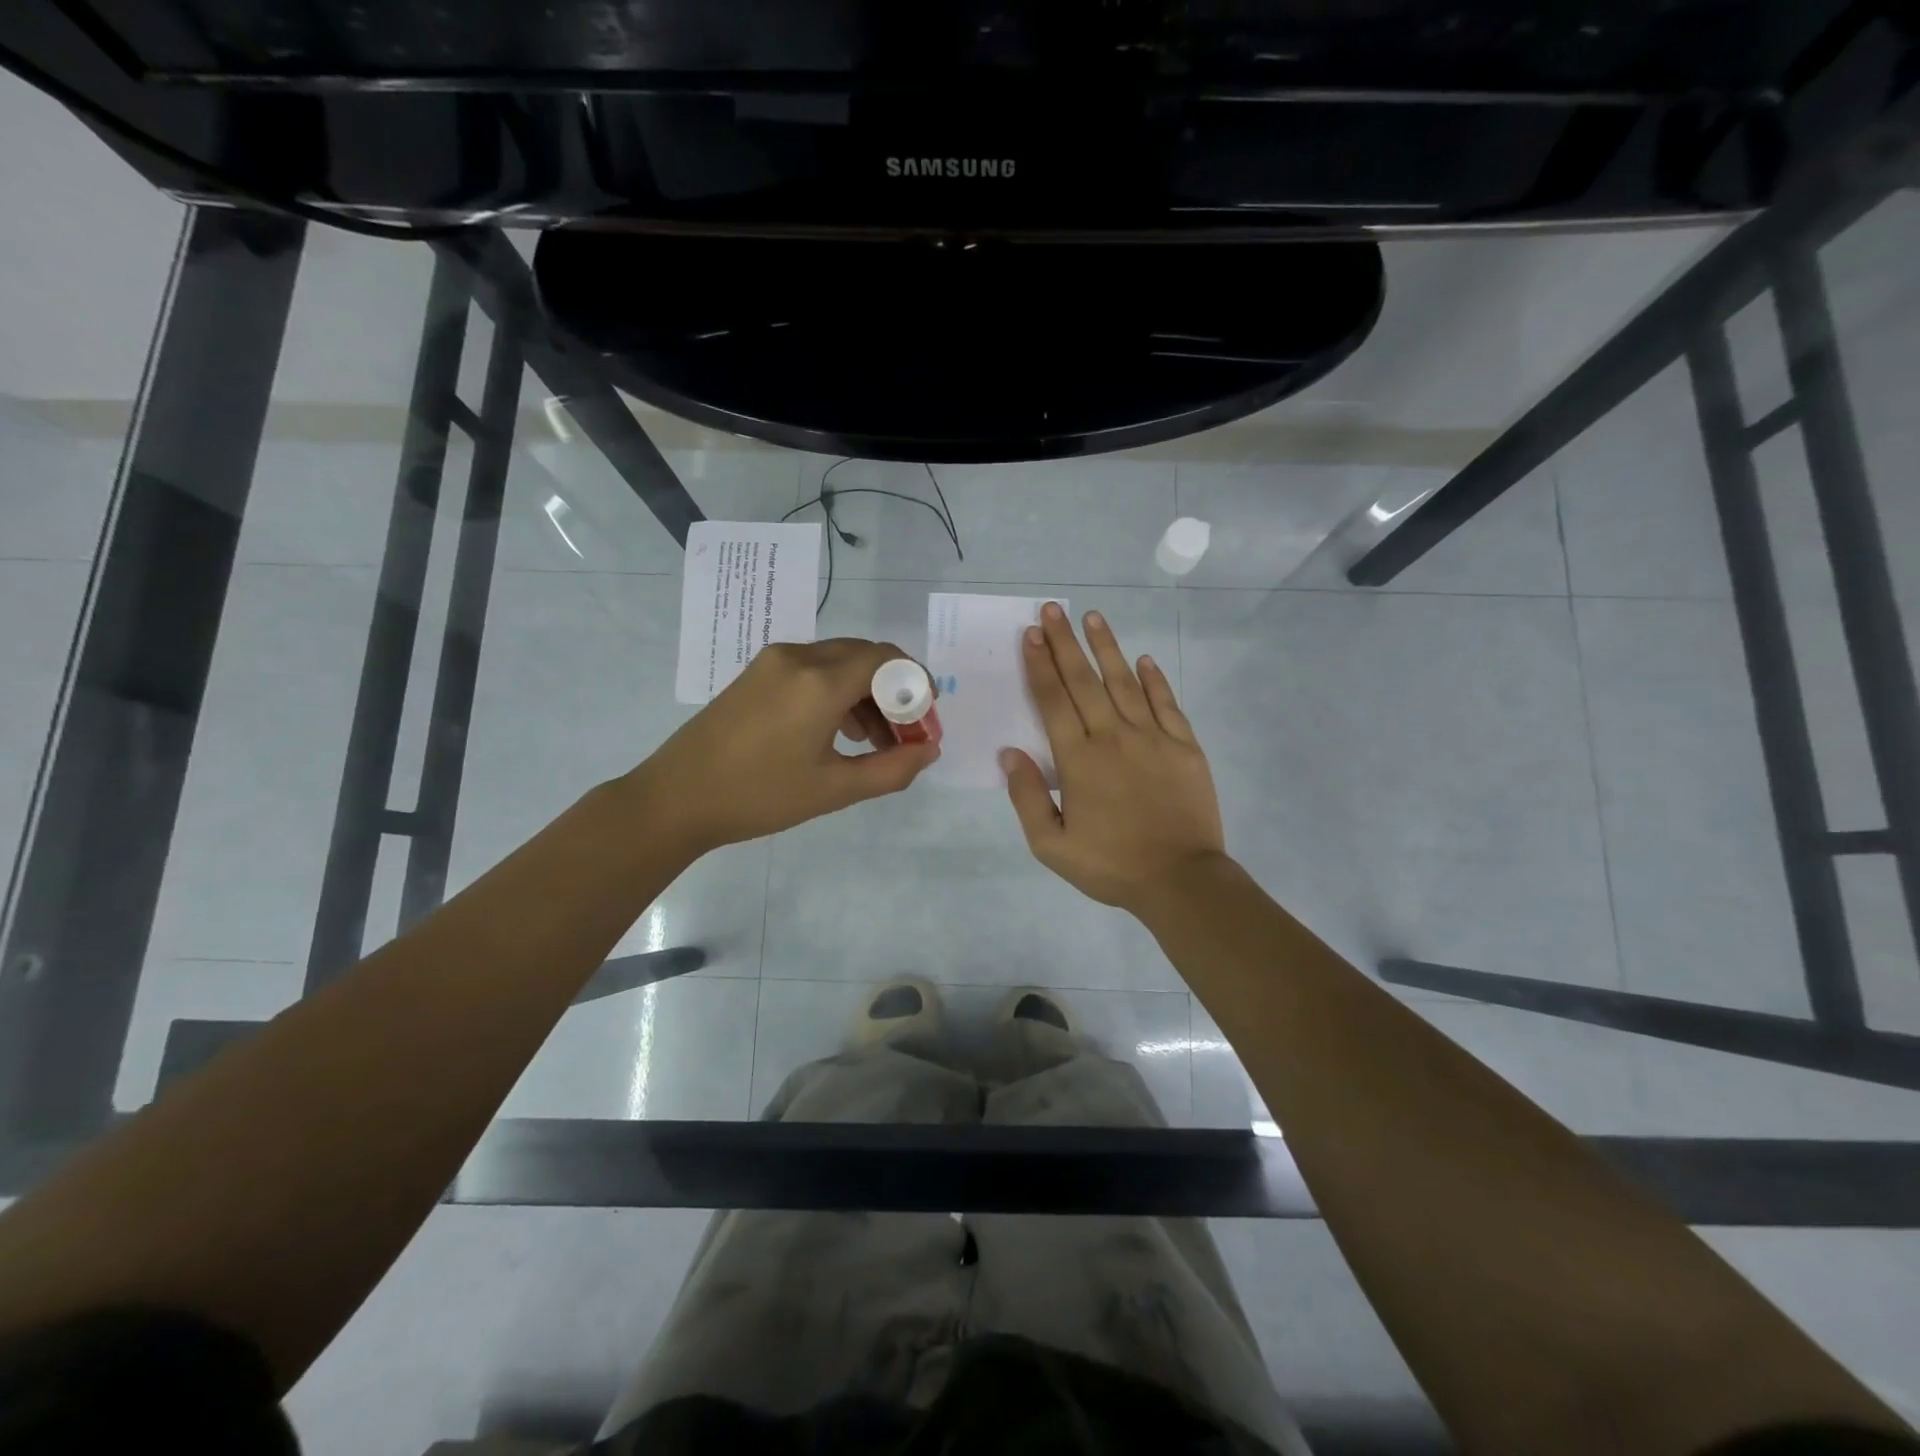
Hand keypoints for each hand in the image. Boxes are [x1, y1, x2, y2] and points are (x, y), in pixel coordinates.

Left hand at [633, 639, 940, 852]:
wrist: (676, 798)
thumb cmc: (760, 796)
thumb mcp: (834, 789)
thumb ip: (892, 769)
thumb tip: (929, 750)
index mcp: (820, 681)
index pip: (887, 659)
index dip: (916, 684)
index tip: (926, 719)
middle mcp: (799, 657)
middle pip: (866, 656)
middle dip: (894, 690)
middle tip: (905, 733)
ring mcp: (774, 661)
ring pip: (839, 661)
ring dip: (866, 693)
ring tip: (874, 741)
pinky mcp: (757, 673)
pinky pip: (813, 669)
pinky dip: (837, 691)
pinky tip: (838, 731)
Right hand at [1002, 603, 1225, 915]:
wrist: (1181, 879)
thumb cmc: (1111, 865)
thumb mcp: (1051, 845)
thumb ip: (1028, 797)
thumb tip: (1010, 753)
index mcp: (1079, 760)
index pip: (1053, 701)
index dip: (1040, 666)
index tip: (1030, 634)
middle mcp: (1114, 737)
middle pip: (1084, 681)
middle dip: (1065, 643)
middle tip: (1052, 609)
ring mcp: (1153, 738)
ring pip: (1125, 683)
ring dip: (1107, 648)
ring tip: (1093, 617)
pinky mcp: (1184, 747)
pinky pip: (1167, 704)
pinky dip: (1154, 680)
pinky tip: (1143, 659)